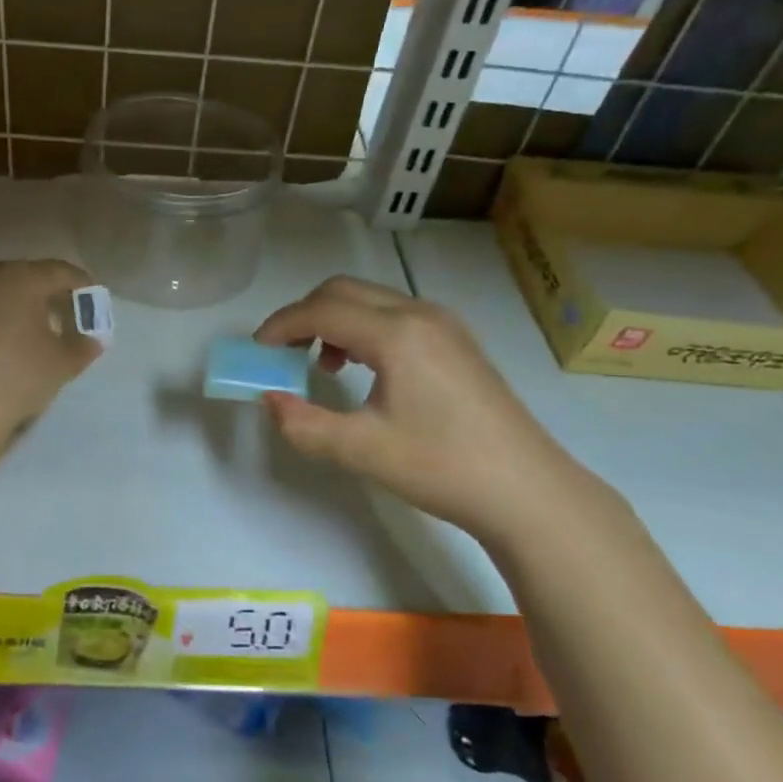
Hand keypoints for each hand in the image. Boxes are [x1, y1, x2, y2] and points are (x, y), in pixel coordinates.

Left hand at [0, 260, 102, 440]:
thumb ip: (82, 347)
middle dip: (49, 293)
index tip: (94, 301)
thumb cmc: (16, 375)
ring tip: (35, 332)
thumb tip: (92, 340)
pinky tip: (2, 348)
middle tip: (66, 313)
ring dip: (19, 308)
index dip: (82, 285)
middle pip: (27, 278)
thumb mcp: (61, 364)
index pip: (61, 272)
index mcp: (22, 279)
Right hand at [254, 276, 599, 547]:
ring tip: (321, 366)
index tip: (256, 351)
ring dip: (333, 320)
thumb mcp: (362, 451)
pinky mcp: (456, 341)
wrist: (526, 490)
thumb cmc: (442, 468)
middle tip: (281, 353)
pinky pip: (394, 315)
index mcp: (397, 334)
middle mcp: (420, 314)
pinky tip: (362, 369)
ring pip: (370, 300)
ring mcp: (443, 324)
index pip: (321, 311)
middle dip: (303, 315)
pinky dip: (363, 328)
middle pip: (344, 291)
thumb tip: (269, 399)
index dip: (281, 326)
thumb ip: (305, 424)